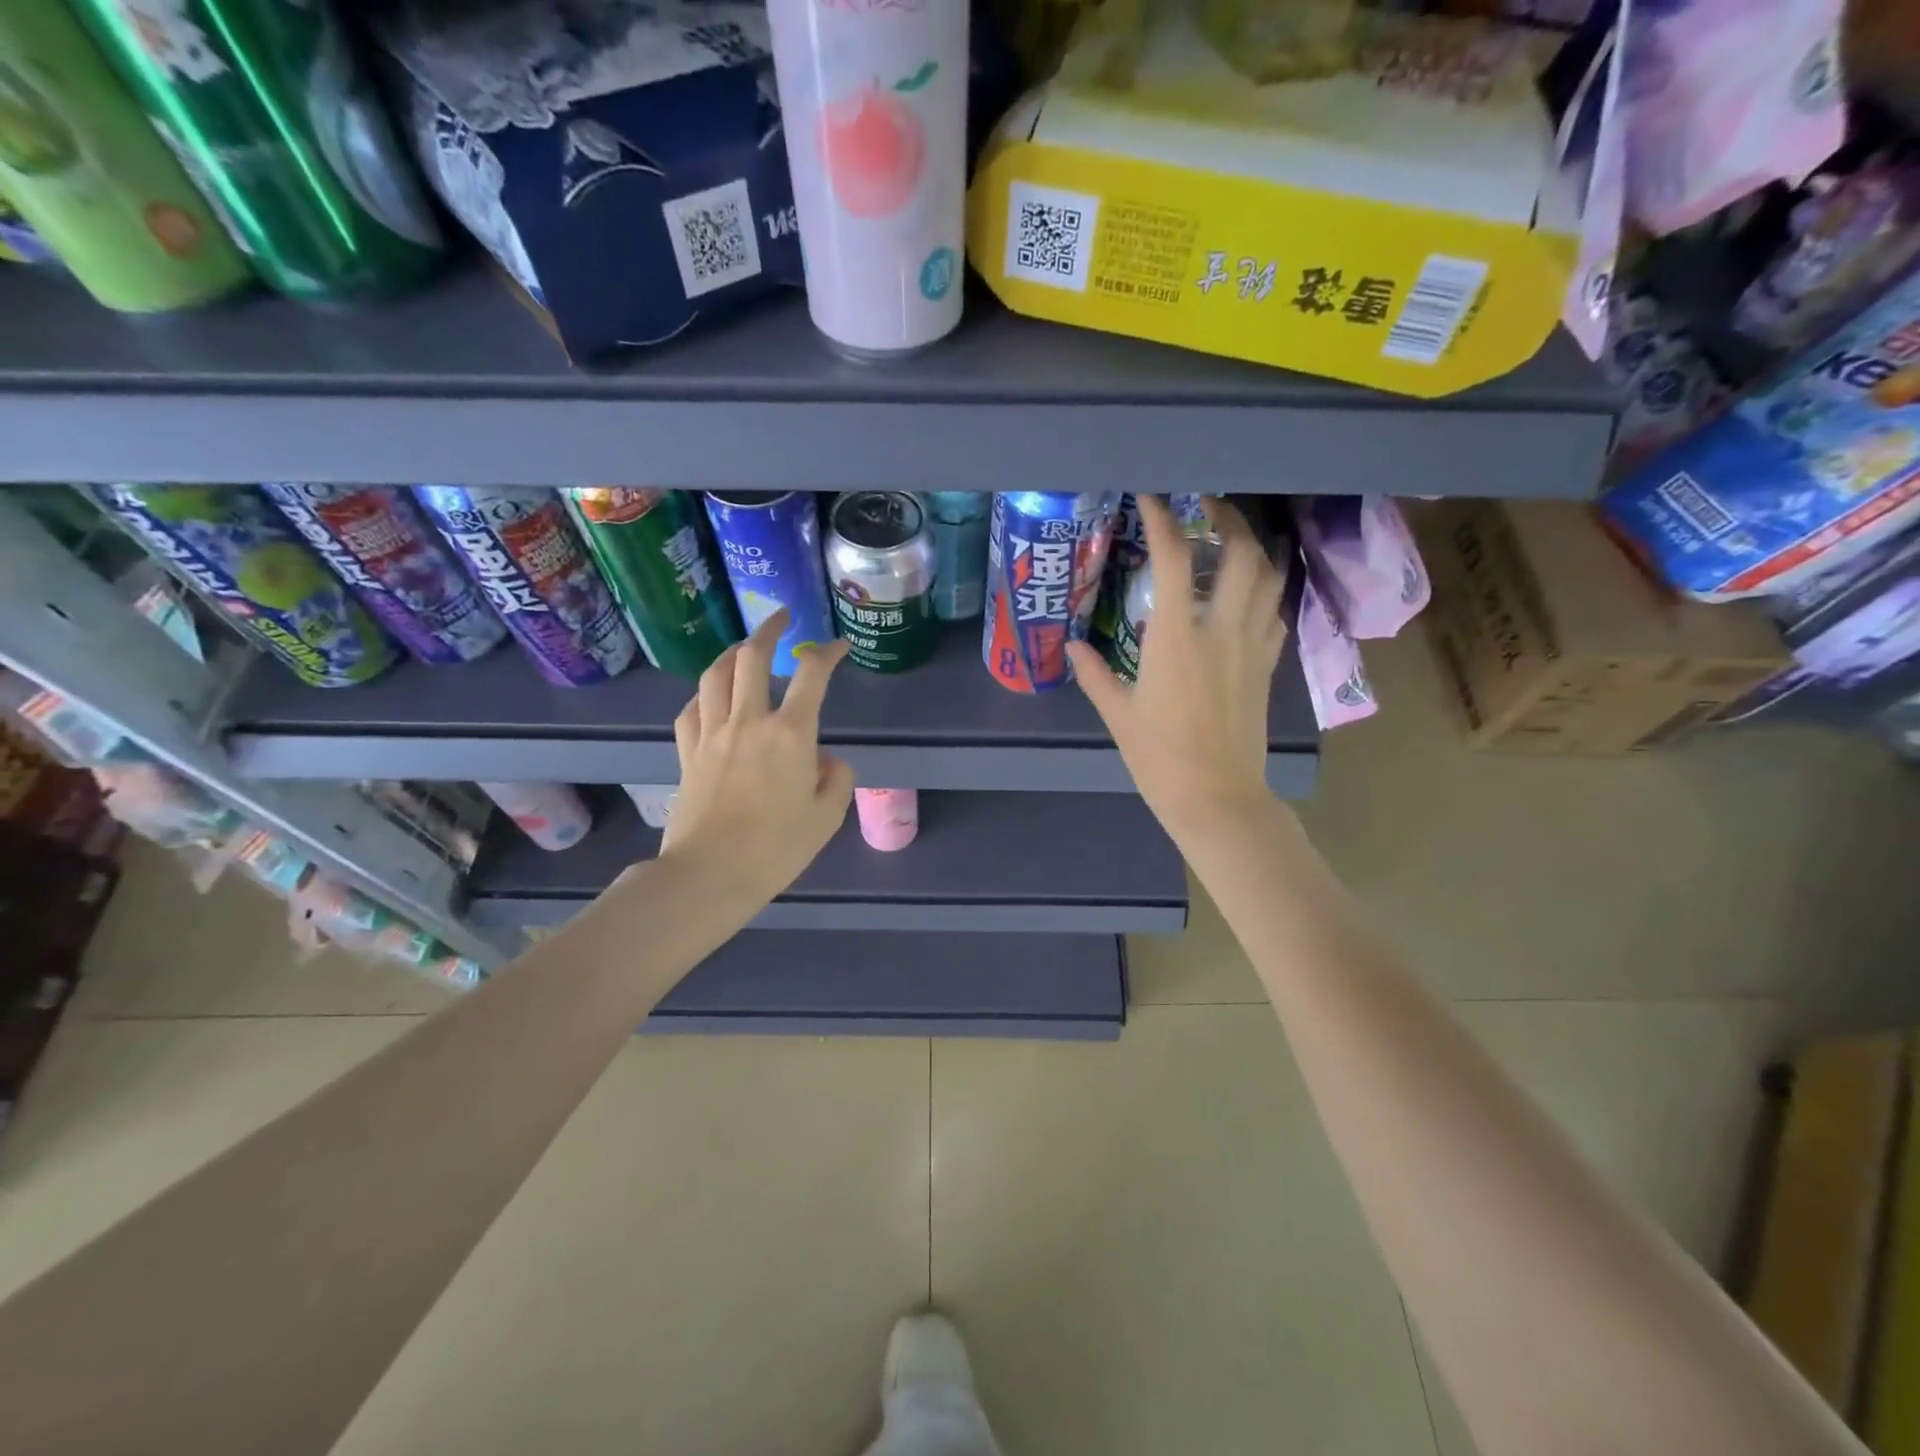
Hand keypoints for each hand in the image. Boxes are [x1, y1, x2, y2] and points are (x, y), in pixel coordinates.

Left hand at [660, 609, 854, 907]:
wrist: (709, 875)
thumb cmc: (776, 849)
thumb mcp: (827, 818)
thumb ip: (836, 779)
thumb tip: (825, 760)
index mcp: (790, 734)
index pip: (812, 674)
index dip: (828, 651)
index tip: (840, 646)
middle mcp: (749, 721)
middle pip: (752, 657)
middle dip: (769, 629)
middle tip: (782, 618)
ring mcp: (712, 735)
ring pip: (715, 675)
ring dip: (732, 653)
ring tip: (745, 648)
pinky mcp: (687, 753)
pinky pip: (691, 710)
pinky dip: (704, 695)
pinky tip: (710, 698)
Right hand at [1066, 495, 1287, 851]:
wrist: (1216, 797)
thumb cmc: (1159, 758)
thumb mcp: (1118, 715)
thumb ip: (1095, 674)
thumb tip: (1071, 647)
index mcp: (1176, 638)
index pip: (1173, 559)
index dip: (1163, 519)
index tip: (1152, 496)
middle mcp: (1221, 630)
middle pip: (1242, 553)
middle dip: (1228, 519)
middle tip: (1207, 507)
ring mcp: (1253, 647)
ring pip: (1269, 578)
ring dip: (1253, 549)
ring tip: (1231, 542)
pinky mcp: (1268, 666)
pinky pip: (1274, 613)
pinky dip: (1263, 592)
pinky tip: (1245, 596)